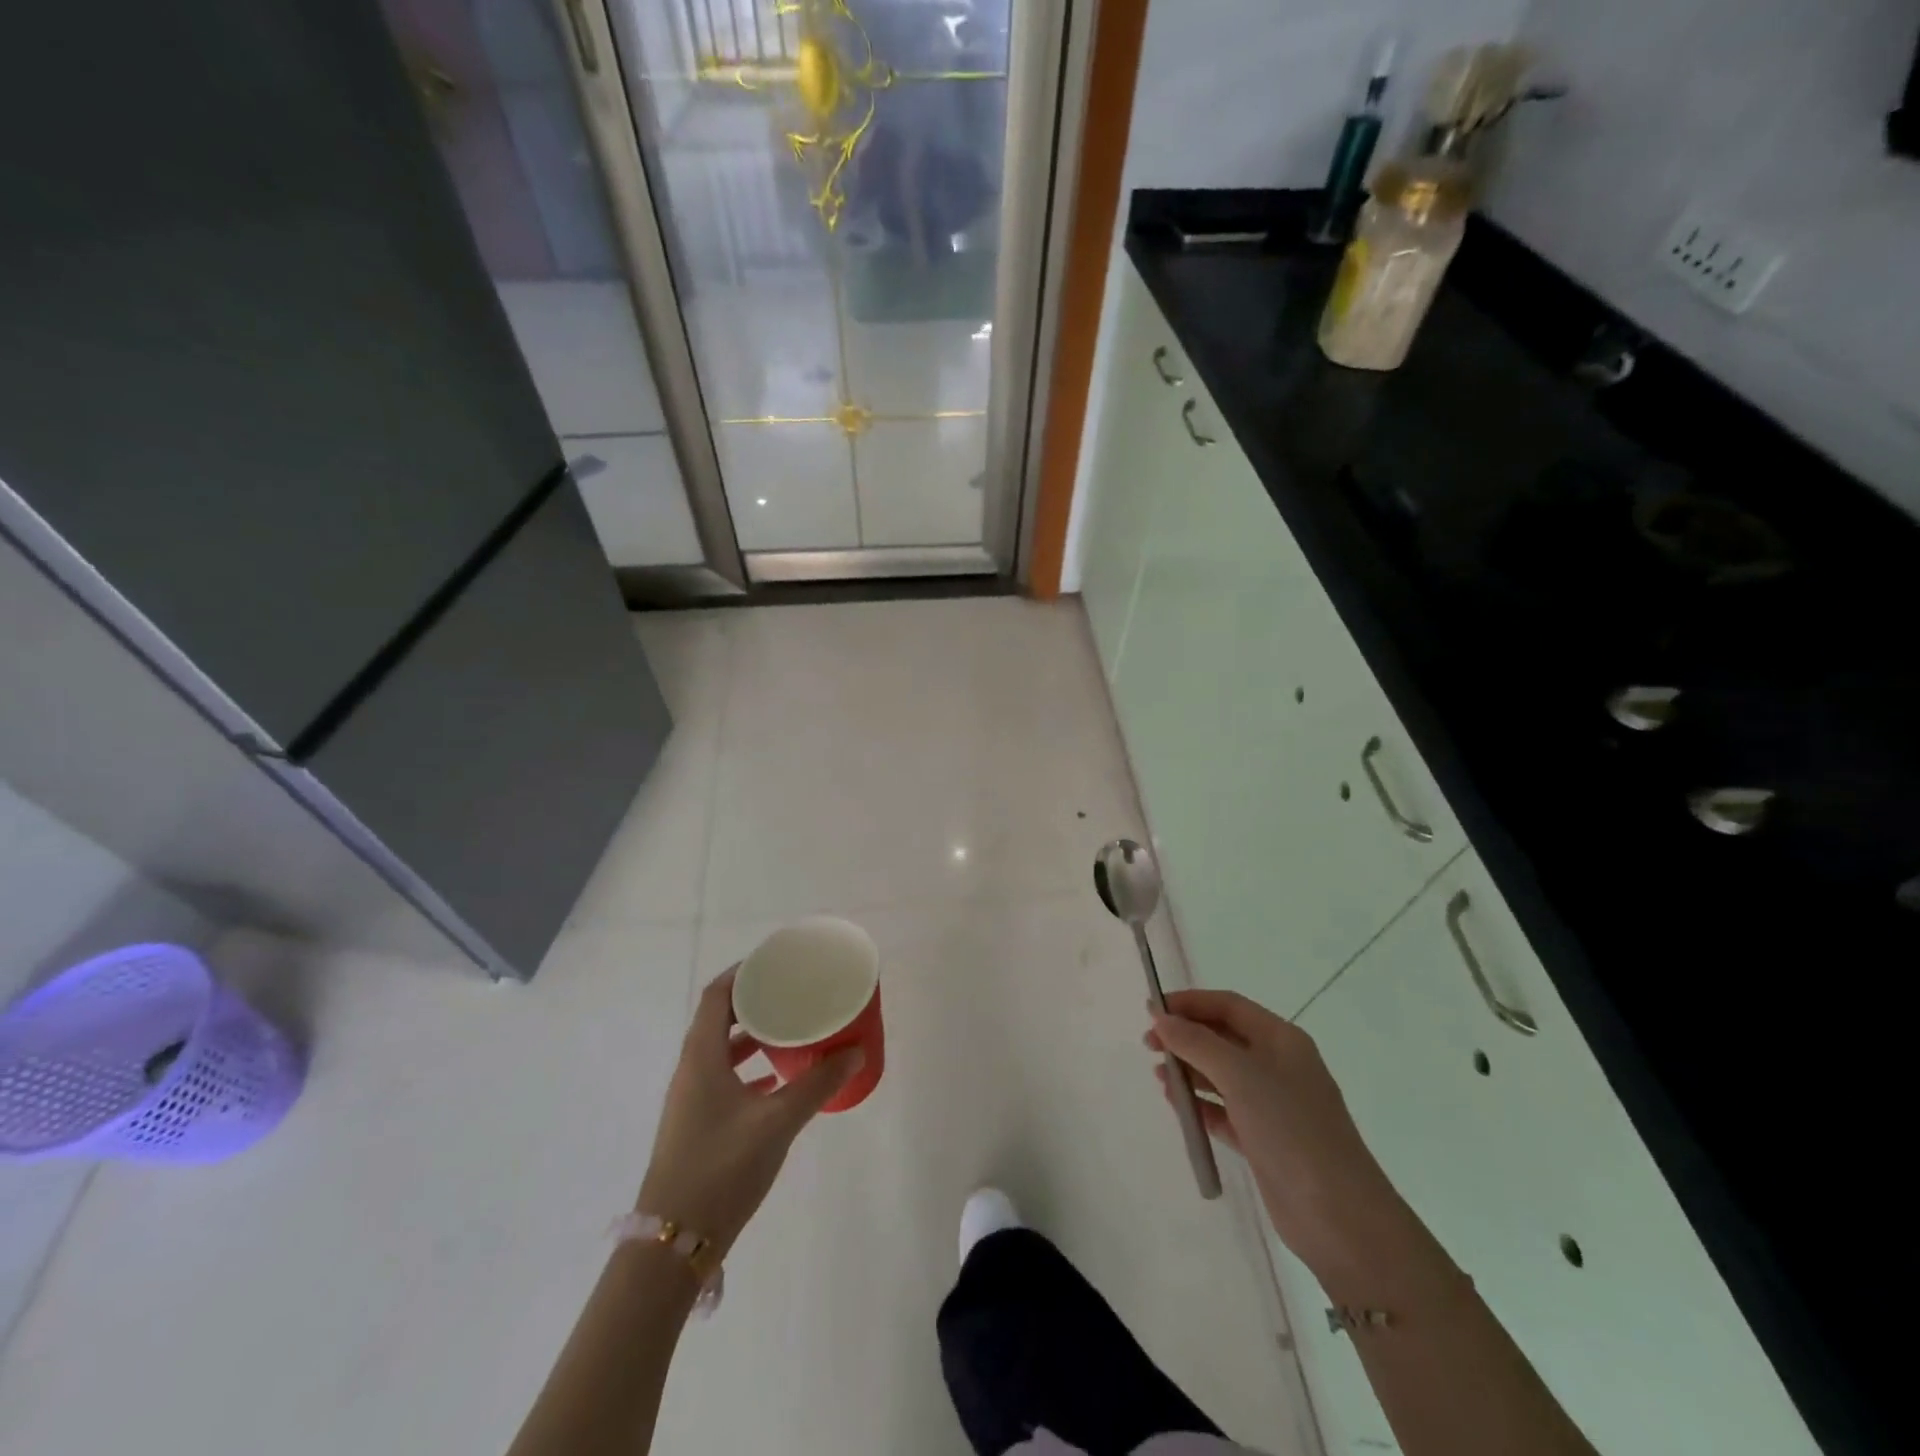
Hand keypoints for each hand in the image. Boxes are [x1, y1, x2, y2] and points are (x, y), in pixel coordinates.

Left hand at [636, 968, 860, 1259]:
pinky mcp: (697, 1125)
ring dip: (752, 1036)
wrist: (672, 1244)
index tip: (776, 962)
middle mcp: (691, 1071)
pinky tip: (779, 1080)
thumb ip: (817, 1085)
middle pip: (718, 1019)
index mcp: (701, 1057)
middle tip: (792, 992)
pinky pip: (724, 1079)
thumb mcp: (776, 1122)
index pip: (716, 996)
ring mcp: (691, 1100)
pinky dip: (750, 1069)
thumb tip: (855, 1052)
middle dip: (754, 1002)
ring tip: (791, 1029)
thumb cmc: (721, 1169)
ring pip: (722, 1052)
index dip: (742, 973)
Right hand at [1148, 988, 1412, 1276]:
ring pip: (1222, 1075)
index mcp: (1281, 1040)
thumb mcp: (1240, 1075)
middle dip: (1185, 1036)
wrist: (1340, 1217)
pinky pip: (1224, 1110)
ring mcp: (1273, 1104)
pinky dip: (1200, 1104)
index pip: (1228, 1005)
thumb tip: (1161, 1019)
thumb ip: (1196, 1042)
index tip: (1151, 1011)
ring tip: (1158, 1076)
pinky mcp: (1264, 1140)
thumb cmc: (1291, 1128)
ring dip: (1189, 1070)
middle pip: (1223, 1037)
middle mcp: (1278, 1065)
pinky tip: (1177, 1105)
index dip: (1189, 1002)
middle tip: (1148, 1045)